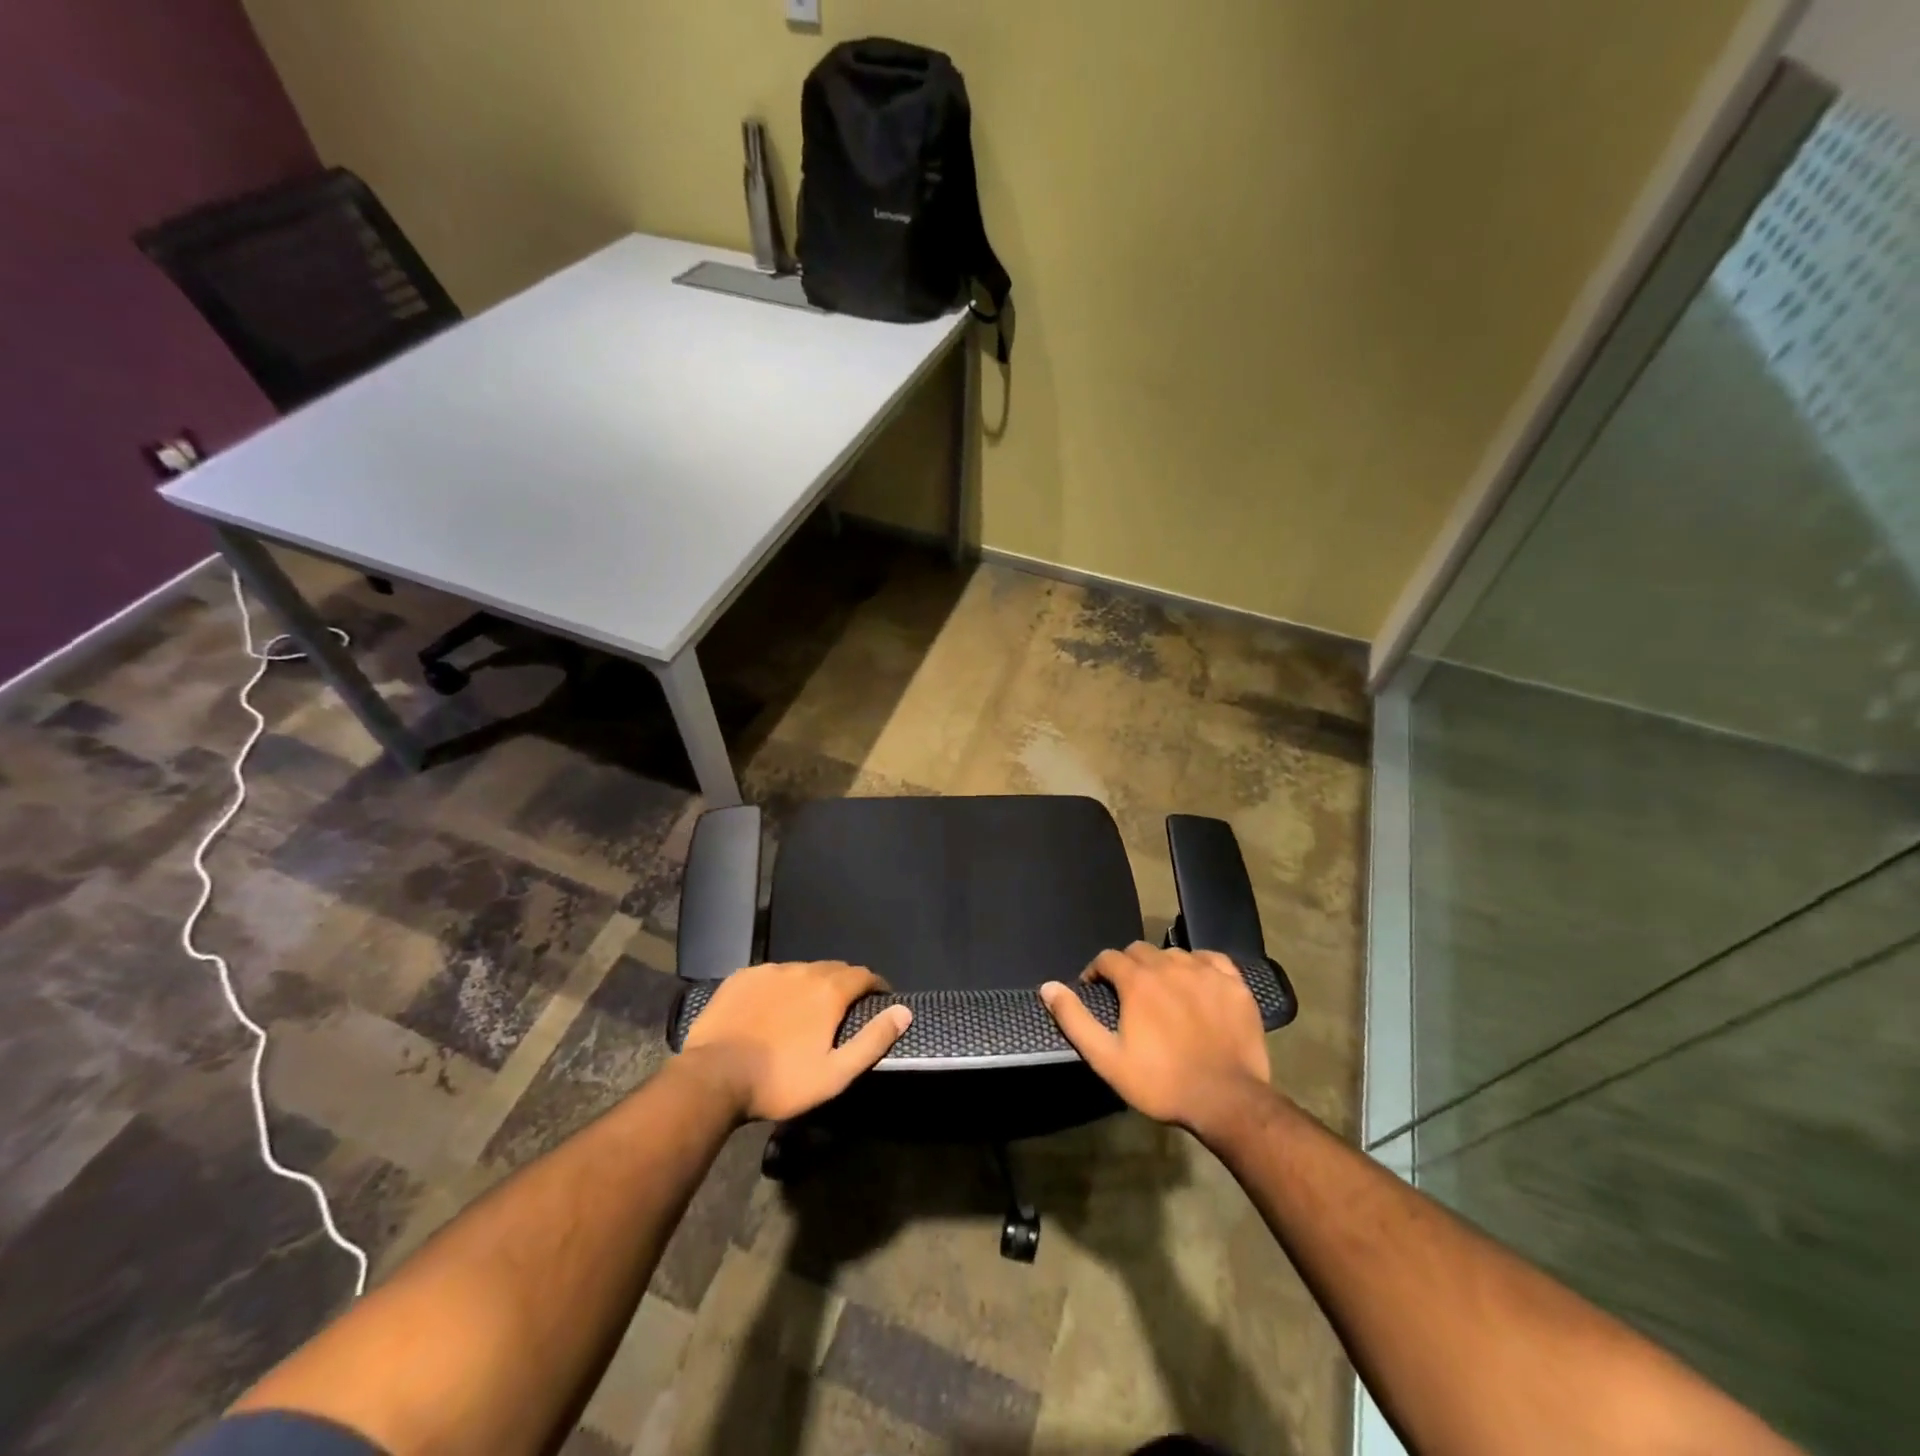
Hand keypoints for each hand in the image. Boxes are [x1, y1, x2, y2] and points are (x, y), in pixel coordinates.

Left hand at [679, 961, 911, 1121]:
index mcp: (829, 990)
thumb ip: (873, 1040)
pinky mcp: (742, 977)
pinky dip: (780, 986)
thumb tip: (904, 1012)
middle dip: (846, 984)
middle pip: (834, 969)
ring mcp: (769, 971)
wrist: (713, 1077)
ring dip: (811, 985)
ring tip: (807, 1010)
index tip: (880, 999)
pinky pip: (771, 975)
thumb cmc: (780, 1081)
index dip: (876, 985)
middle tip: (845, 1009)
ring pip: (802, 971)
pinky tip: (772, 1008)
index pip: (863, 975)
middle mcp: (802, 970)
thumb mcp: (835, 1073)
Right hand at [1041, 941, 1270, 1137]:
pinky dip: (1199, 965)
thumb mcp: (1107, 1059)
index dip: (1097, 972)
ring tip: (1162, 993)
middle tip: (1128, 995)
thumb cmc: (1161, 1082)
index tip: (1096, 990)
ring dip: (1161, 967)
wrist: (1227, 1101)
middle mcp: (1170, 965)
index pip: (1108, 958)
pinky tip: (1198, 983)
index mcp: (1138, 980)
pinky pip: (1211, 959)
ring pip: (1174, 954)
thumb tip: (1048, 987)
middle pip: (1140, 951)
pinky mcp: (1235, 984)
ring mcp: (1206, 972)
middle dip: (1128, 967)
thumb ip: (1074, 1019)